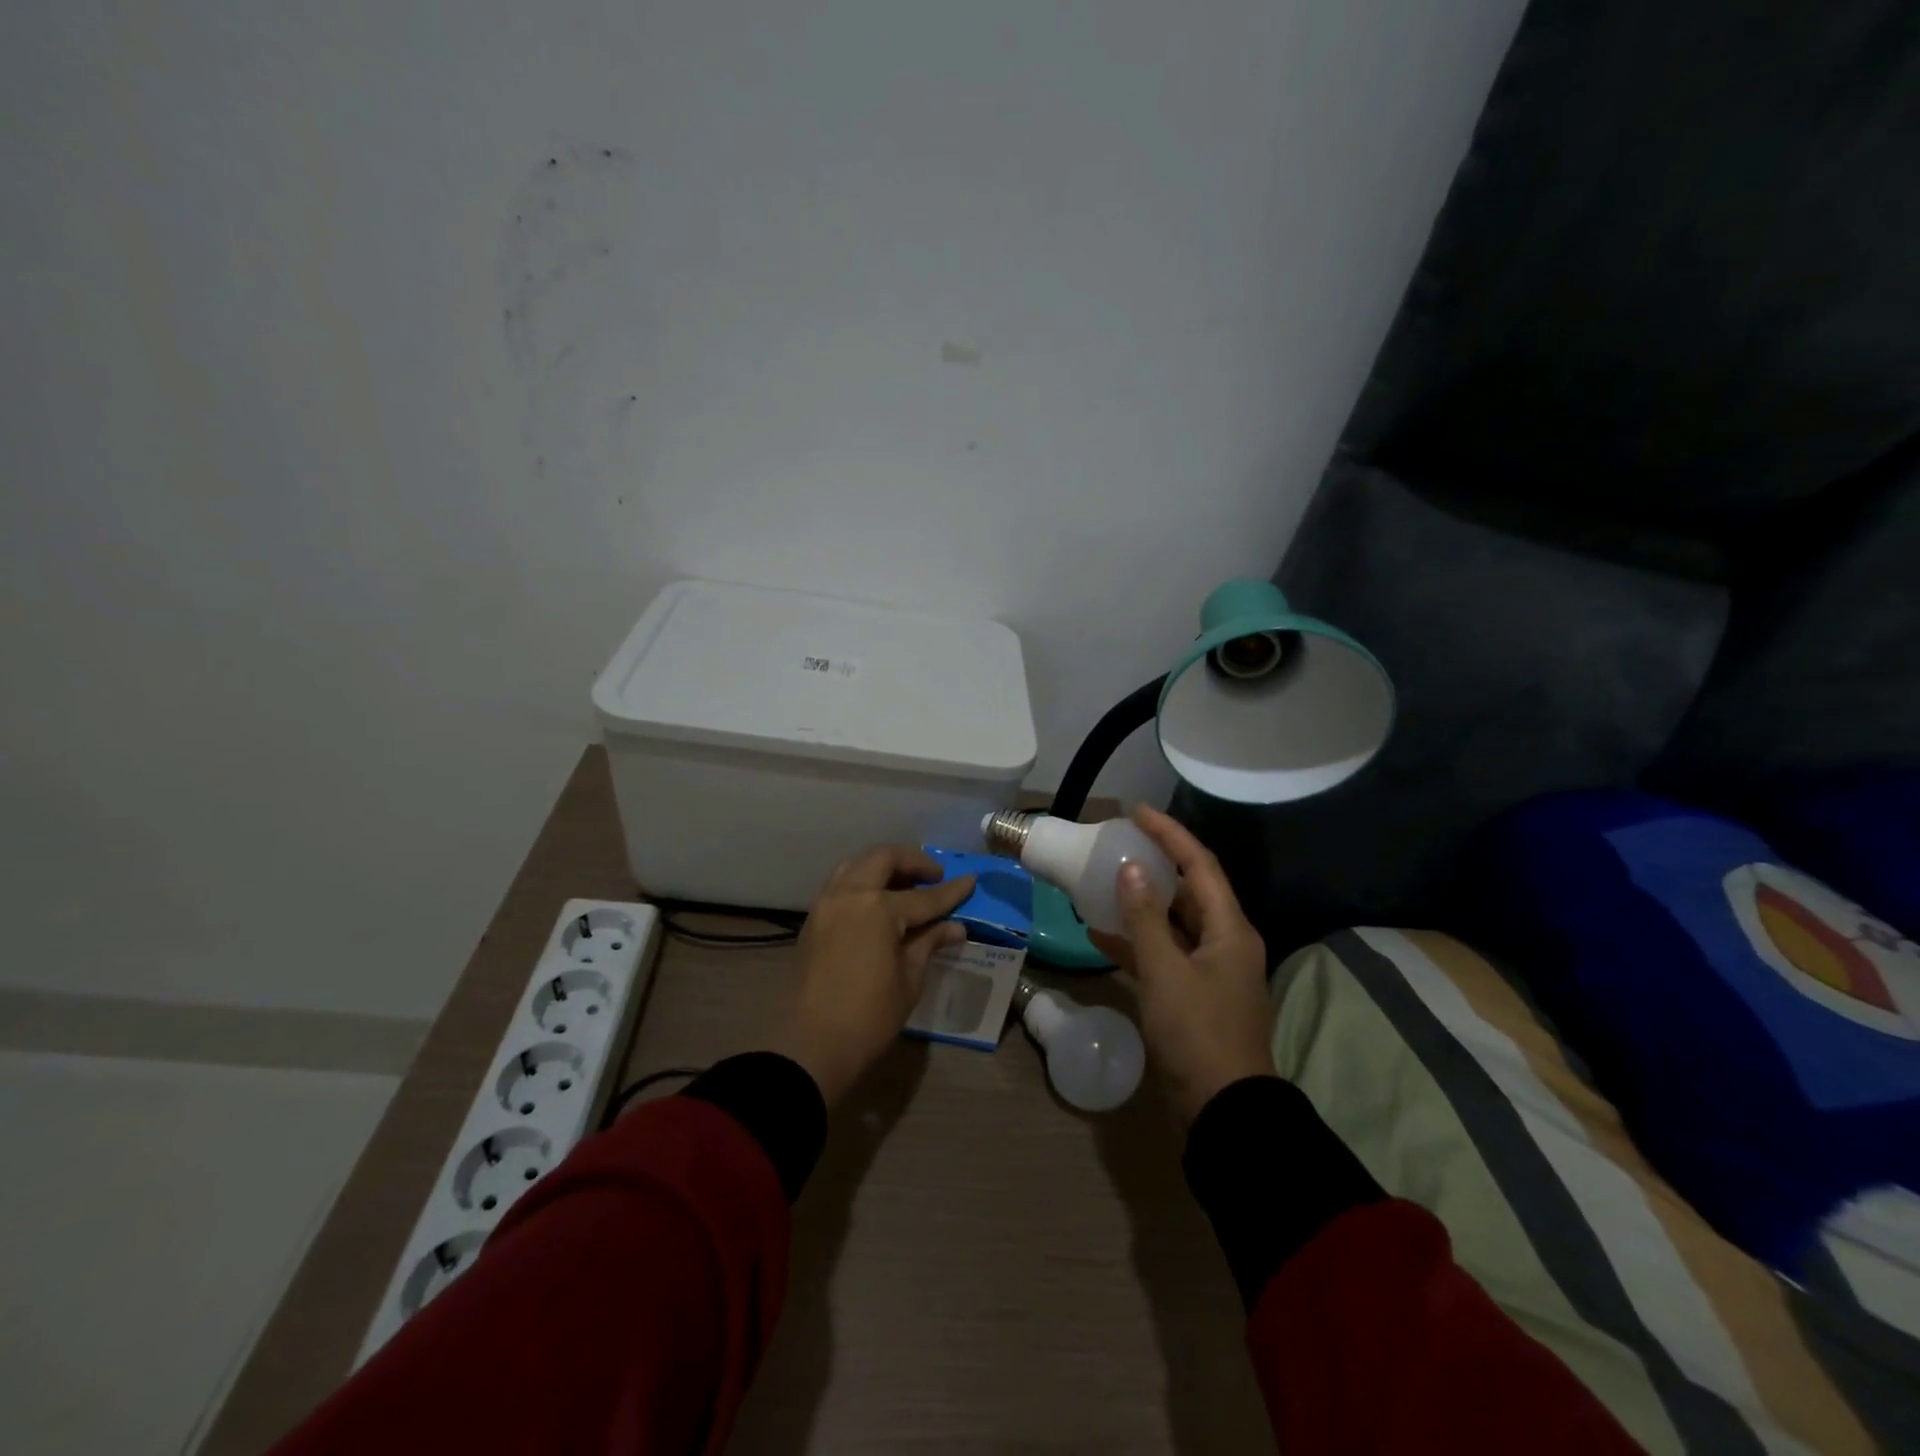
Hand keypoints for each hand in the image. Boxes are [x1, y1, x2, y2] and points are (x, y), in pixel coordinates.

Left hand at [764, 846, 974, 1104]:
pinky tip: (878, 899)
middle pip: (884, 859)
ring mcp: (827, 903)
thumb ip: (929, 943)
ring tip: (905, 882)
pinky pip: (841, 883)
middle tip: (934, 875)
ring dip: (883, 865)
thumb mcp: (909, 980)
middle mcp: (850, 894)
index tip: (971, 880)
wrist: (810, 1043)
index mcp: (878, 908)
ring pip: (857, 864)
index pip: (924, 896)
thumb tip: (955, 927)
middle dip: (913, 861)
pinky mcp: (813, 917)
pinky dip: (862, 880)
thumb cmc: (868, 1016)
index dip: (951, 891)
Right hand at [1088, 806, 1273, 1124]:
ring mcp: (1211, 970)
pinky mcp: (1195, 995)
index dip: (1170, 834)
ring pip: (1174, 922)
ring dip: (1142, 903)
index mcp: (1229, 928)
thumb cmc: (1197, 1032)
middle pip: (1190, 890)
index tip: (1136, 812)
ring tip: (1105, 882)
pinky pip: (1165, 954)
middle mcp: (1225, 942)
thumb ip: (1145, 917)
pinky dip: (1137, 942)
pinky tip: (1100, 935)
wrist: (1223, 1110)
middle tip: (1119, 844)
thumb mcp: (1165, 970)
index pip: (1199, 864)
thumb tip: (1130, 869)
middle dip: (1156, 864)